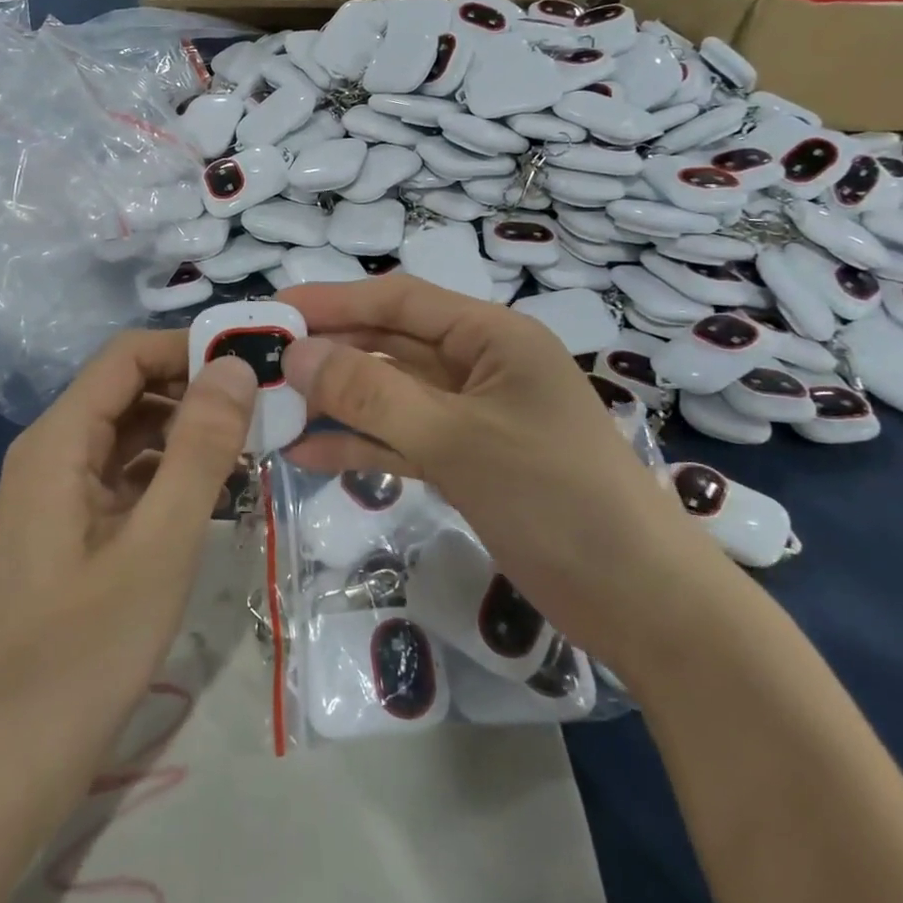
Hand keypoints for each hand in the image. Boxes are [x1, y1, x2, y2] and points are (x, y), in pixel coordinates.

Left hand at [0, 331, 255, 831]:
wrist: (7, 761)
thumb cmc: (86, 650)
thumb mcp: (159, 544)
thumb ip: (199, 449)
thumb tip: (235, 367)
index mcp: (57, 442)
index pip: (127, 357)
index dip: (188, 348)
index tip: (254, 362)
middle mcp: (50, 454)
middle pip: (128, 392)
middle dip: (195, 390)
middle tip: (267, 408)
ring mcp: (57, 495)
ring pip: (129, 436)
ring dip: (187, 433)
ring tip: (253, 448)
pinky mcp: (70, 531)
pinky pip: (125, 479)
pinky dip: (170, 474)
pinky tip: (216, 494)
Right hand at [277, 278, 725, 663]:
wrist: (641, 602)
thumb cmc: (557, 499)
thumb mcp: (458, 439)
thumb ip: (373, 396)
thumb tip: (297, 356)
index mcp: (493, 337)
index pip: (400, 301)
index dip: (335, 301)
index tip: (274, 311)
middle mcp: (480, 366)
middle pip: (390, 347)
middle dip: (329, 355)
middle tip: (261, 367)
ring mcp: (473, 417)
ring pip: (391, 396)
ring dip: (337, 402)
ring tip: (273, 410)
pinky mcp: (468, 463)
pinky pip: (402, 440)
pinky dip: (360, 444)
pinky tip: (308, 452)